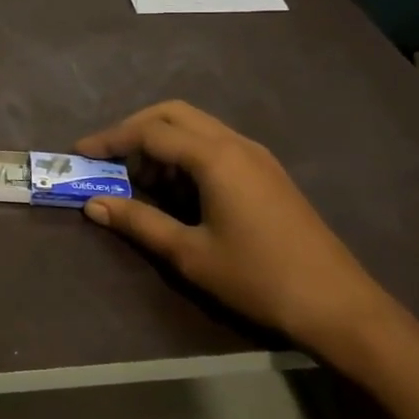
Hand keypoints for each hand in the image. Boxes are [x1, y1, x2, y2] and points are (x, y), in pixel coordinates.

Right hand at [77, 101, 398, 350]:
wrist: (338, 305)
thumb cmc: (258, 277)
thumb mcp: (189, 253)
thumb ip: (139, 222)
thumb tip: (94, 204)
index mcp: (215, 157)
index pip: (150, 132)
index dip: (110, 139)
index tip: (79, 153)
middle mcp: (235, 143)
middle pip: (173, 114)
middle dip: (134, 129)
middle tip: (107, 157)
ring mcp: (256, 155)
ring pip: (196, 126)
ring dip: (161, 141)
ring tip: (138, 179)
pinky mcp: (266, 172)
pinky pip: (214, 144)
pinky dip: (185, 153)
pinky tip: (177, 189)